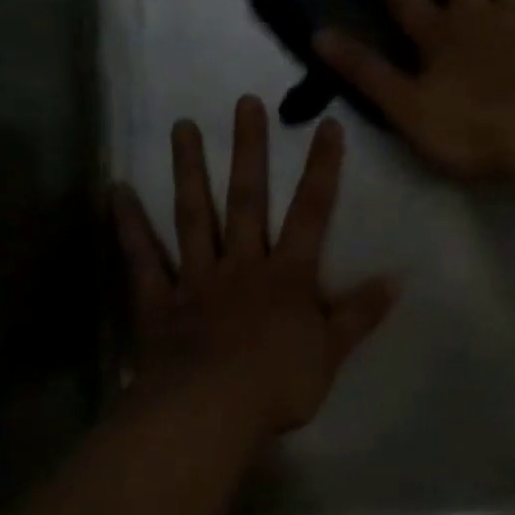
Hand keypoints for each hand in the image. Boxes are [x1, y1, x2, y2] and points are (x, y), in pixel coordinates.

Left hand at [110, 96, 396, 440]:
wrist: (211, 411)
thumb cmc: (278, 384)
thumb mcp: (332, 352)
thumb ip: (360, 313)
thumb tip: (397, 280)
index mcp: (287, 276)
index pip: (311, 213)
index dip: (322, 169)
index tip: (327, 125)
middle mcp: (242, 265)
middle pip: (247, 200)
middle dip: (249, 151)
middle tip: (245, 102)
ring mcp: (196, 279)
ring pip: (193, 216)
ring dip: (189, 170)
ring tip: (181, 126)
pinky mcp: (159, 302)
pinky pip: (142, 259)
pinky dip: (130, 226)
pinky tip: (117, 192)